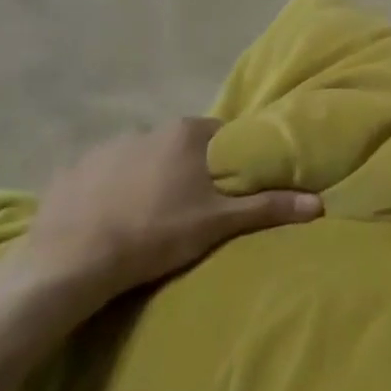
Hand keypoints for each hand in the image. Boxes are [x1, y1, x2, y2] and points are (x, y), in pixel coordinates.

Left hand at [15, 119, 320, 313]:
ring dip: (148, 179)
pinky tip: (107, 220)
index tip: (225, 190)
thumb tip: (318, 202)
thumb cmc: (155, 234)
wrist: (73, 261)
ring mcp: (106, 147)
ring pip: (141, 159)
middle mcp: (148, 128)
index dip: (227, 163)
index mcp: (185, 133)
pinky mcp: (72, 171)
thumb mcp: (217, 223)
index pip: (220, 137)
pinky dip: (108, 191)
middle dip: (187, 171)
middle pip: (180, 146)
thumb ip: (267, 207)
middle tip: (189, 208)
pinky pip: (100, 176)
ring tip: (146, 219)